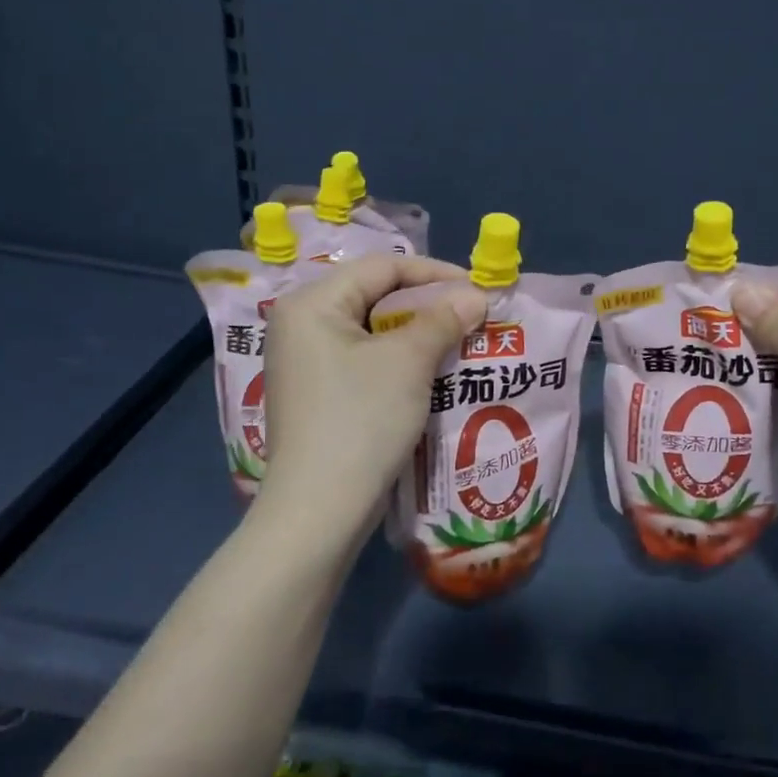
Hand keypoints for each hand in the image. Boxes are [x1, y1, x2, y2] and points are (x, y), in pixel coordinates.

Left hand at [258, 254, 485, 534]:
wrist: (320, 509)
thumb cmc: (361, 420)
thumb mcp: (408, 362)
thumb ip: (443, 319)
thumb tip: (475, 296)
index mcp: (311, 304)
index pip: (381, 267)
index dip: (434, 273)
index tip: (476, 290)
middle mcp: (301, 325)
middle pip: (374, 295)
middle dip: (427, 304)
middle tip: (471, 316)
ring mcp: (305, 362)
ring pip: (372, 330)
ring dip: (417, 333)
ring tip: (459, 342)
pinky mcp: (317, 394)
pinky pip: (364, 359)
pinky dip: (398, 359)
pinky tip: (431, 372)